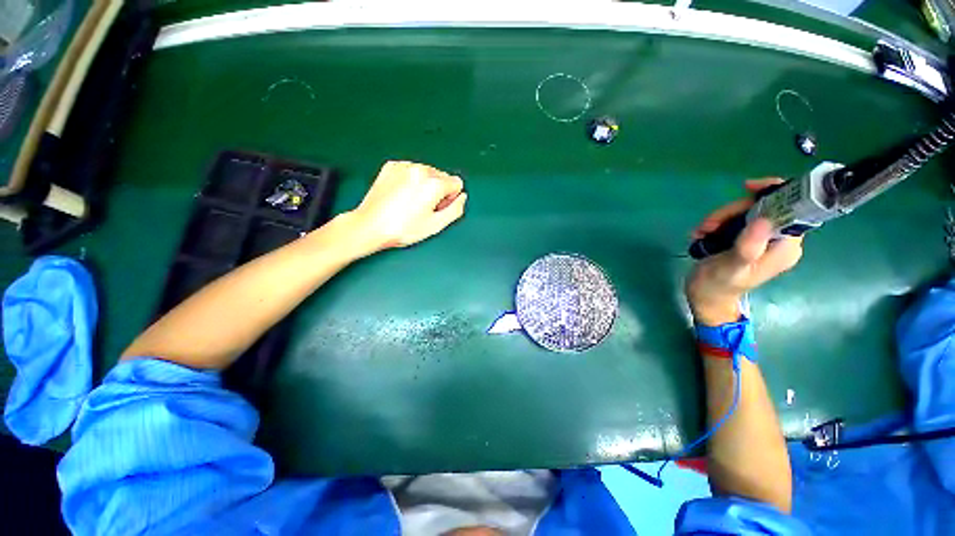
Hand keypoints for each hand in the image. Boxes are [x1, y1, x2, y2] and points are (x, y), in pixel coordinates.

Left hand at [349, 161, 467, 253]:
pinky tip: (401, 195)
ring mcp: (404, 166)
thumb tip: (462, 197)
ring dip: (424, 185)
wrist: (370, 225)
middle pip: (442, 176)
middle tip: (423, 207)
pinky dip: (411, 180)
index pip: (457, 183)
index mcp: (433, 183)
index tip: (438, 208)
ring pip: (427, 172)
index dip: (450, 198)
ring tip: (410, 202)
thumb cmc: (402, 228)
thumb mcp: (436, 225)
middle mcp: (420, 169)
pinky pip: (411, 170)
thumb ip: (455, 209)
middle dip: (438, 190)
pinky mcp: (391, 166)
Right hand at [686, 179, 802, 325]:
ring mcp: (760, 238)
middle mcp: (778, 239)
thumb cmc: (718, 286)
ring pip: (744, 212)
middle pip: (762, 207)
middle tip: (707, 224)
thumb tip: (763, 219)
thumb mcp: (732, 268)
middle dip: (732, 211)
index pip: (791, 208)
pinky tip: (701, 234)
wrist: (705, 296)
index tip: (747, 187)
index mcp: (785, 246)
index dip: (774, 192)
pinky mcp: (744, 239)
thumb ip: (748, 246)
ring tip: (700, 232)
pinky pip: (733, 220)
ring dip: (718, 218)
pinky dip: (715, 223)